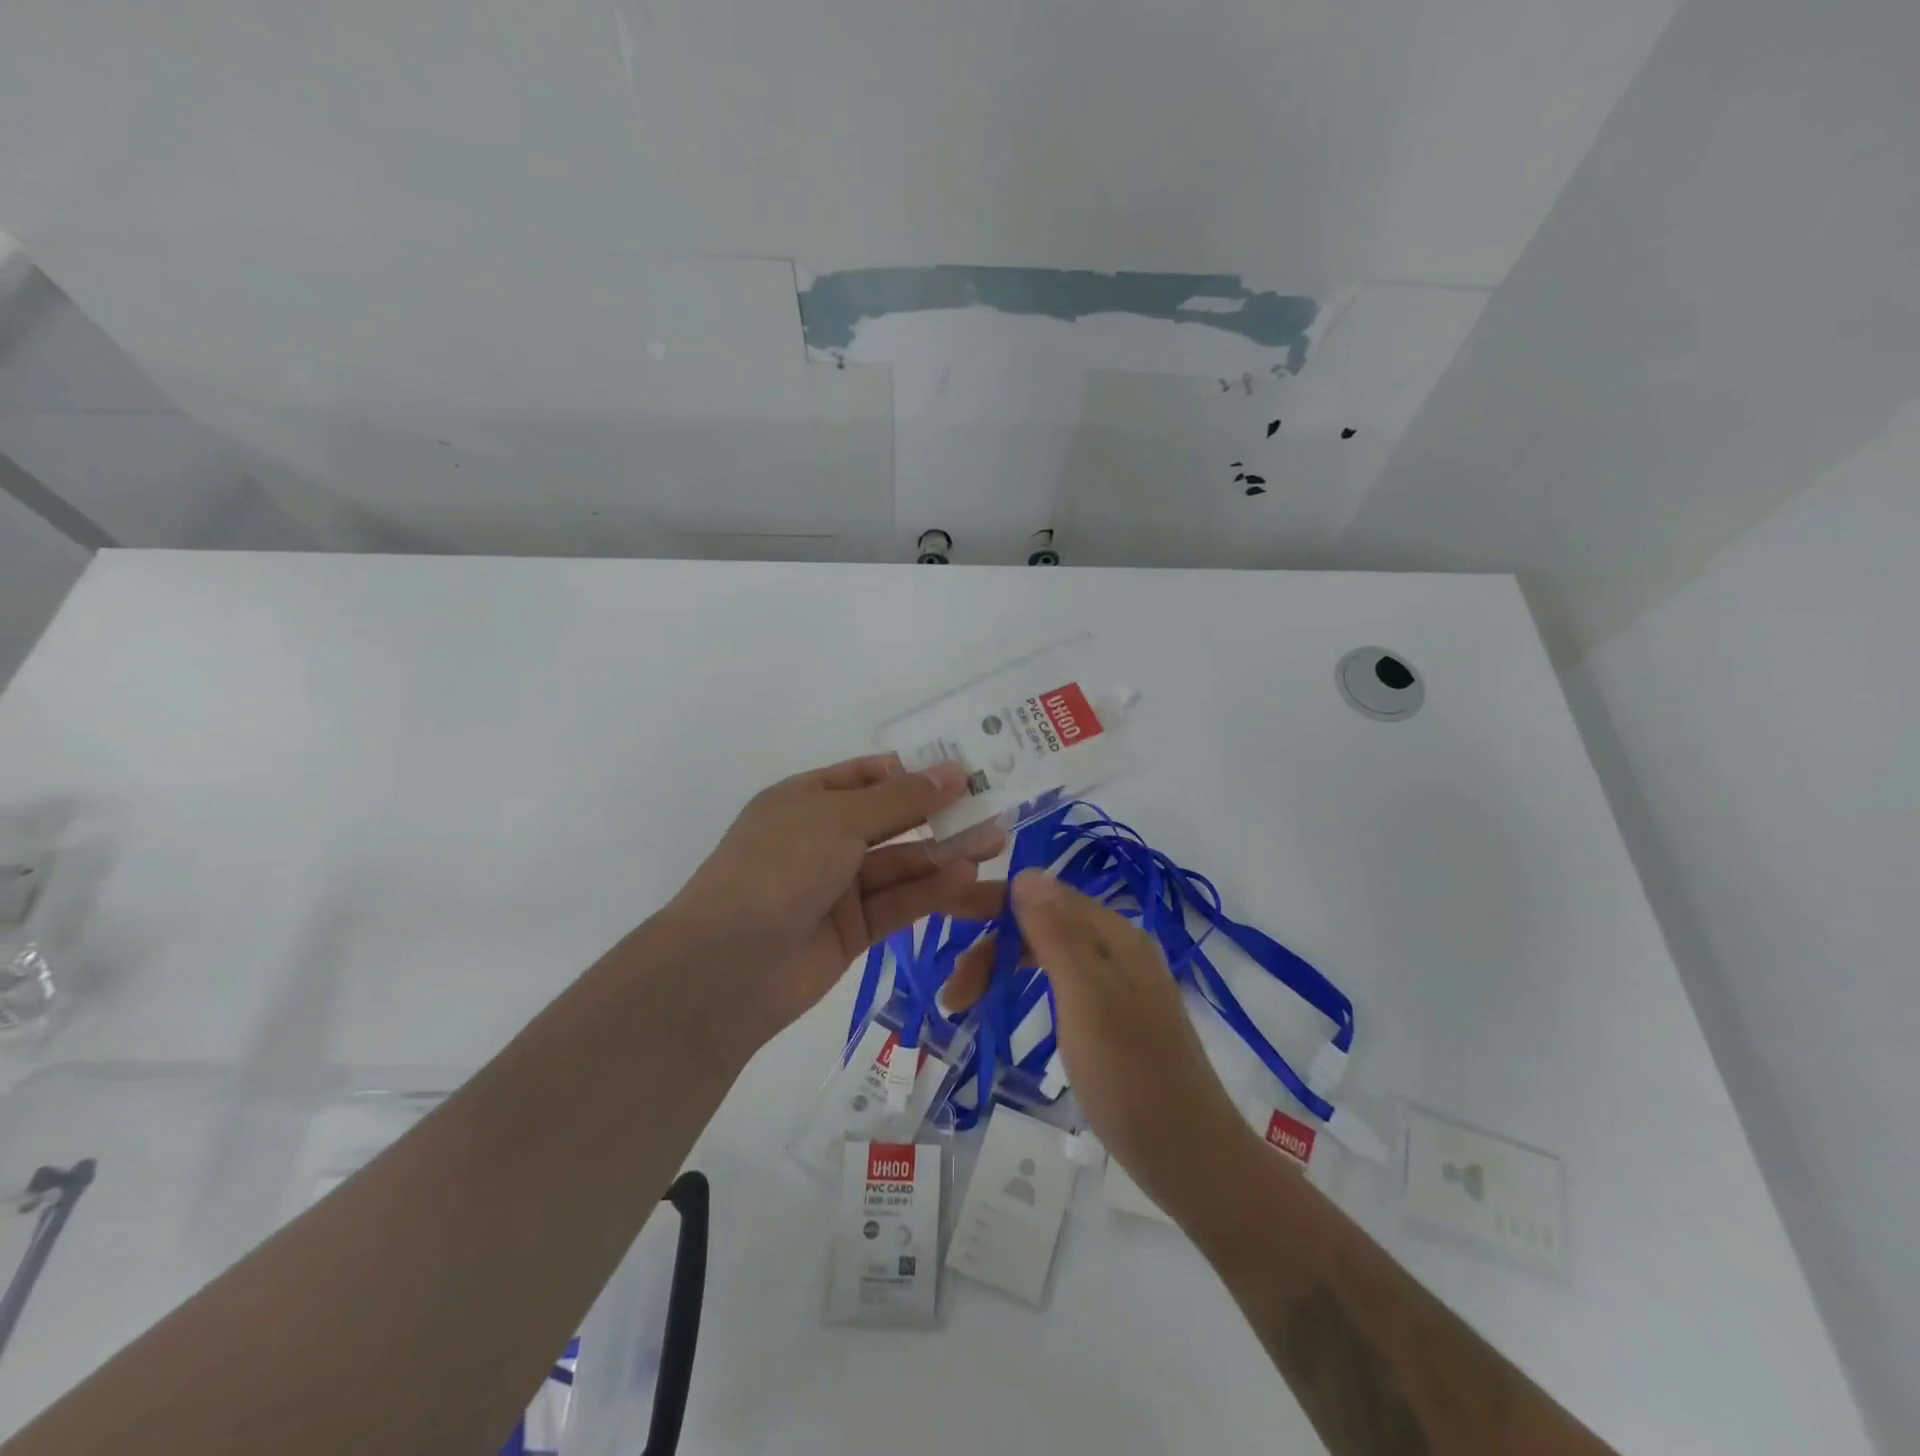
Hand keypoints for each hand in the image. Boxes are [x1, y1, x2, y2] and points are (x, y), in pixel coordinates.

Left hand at [663, 755, 1005, 1047]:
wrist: (728, 967)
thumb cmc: (778, 868)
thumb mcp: (839, 818)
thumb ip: (901, 798)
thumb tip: (954, 769)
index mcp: (807, 799)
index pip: (870, 776)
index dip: (916, 772)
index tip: (967, 770)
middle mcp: (824, 838)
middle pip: (893, 820)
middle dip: (941, 814)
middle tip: (996, 808)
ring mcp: (838, 886)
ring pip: (902, 864)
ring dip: (945, 854)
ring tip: (996, 843)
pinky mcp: (854, 930)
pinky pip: (899, 902)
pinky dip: (931, 891)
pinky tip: (967, 879)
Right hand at [948, 871, 1250, 1209]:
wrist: (1192, 1159)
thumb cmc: (1131, 1078)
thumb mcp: (1086, 1000)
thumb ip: (1056, 935)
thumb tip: (1026, 871)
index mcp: (1115, 935)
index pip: (1044, 895)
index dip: (993, 905)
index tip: (946, 925)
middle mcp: (1119, 949)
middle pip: (1044, 925)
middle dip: (994, 948)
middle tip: (954, 995)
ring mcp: (1120, 984)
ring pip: (1049, 955)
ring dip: (1005, 969)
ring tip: (965, 1004)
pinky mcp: (1116, 1017)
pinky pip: (1062, 983)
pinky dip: (1027, 989)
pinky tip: (1010, 1008)